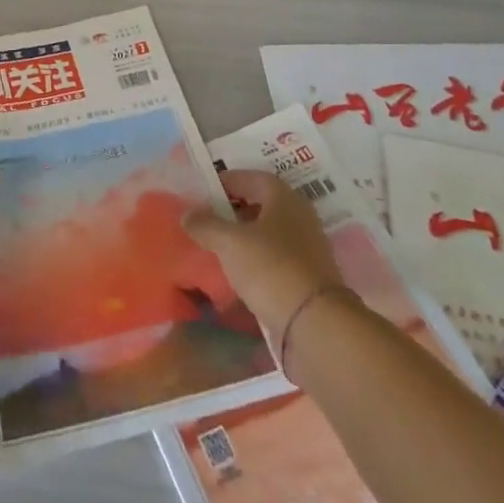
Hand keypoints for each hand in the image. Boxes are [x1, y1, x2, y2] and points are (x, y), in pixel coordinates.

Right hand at [183, 168, 345, 340]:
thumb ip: (205, 224)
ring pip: (270, 233)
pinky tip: (238, 272)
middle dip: (235, 210)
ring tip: (218, 246)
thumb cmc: (270, 268)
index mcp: (285, 198)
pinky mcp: (308, 278)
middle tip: (208, 218)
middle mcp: (300, 217)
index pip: (252, 178)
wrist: (316, 325)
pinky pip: (276, 258)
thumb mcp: (229, 242)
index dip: (227, 181)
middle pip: (262, 205)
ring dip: (245, 237)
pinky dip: (257, 260)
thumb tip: (187, 214)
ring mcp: (307, 249)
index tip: (204, 192)